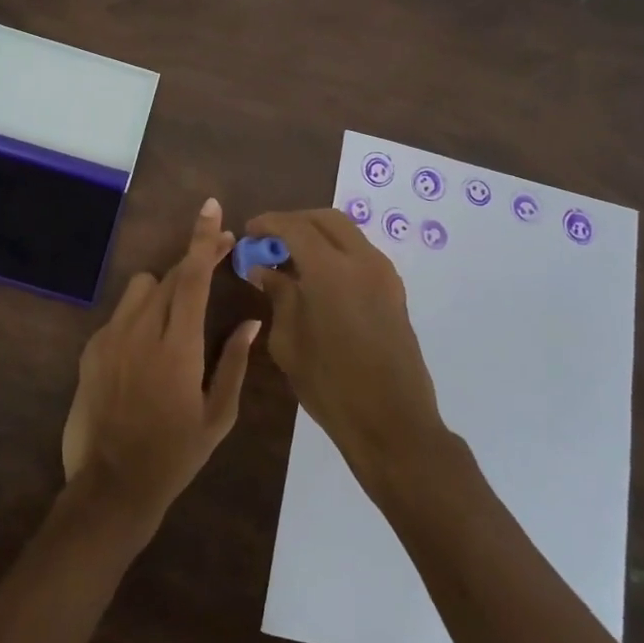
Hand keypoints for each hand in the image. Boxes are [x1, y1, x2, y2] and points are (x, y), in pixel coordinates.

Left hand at [61, 198, 259, 537]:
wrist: (111, 486)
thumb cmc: (174, 455)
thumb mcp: (217, 416)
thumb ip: (234, 362)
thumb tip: (251, 321)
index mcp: (177, 347)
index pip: (191, 278)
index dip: (203, 239)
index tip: (212, 208)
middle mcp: (140, 331)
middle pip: (169, 275)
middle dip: (195, 259)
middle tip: (221, 256)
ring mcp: (110, 337)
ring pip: (141, 287)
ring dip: (165, 288)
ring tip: (181, 313)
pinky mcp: (91, 349)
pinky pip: (121, 313)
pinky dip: (141, 315)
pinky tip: (149, 346)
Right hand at [245, 208, 446, 486]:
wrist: (392, 422)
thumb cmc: (331, 385)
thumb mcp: (289, 341)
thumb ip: (278, 295)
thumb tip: (263, 269)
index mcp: (331, 270)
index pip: (295, 226)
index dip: (269, 223)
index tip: (249, 232)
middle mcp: (362, 261)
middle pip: (326, 219)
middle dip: (295, 222)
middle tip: (270, 241)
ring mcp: (384, 274)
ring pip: (347, 234)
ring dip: (317, 235)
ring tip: (290, 259)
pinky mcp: (394, 290)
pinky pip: (360, 254)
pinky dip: (335, 252)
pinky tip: (316, 278)